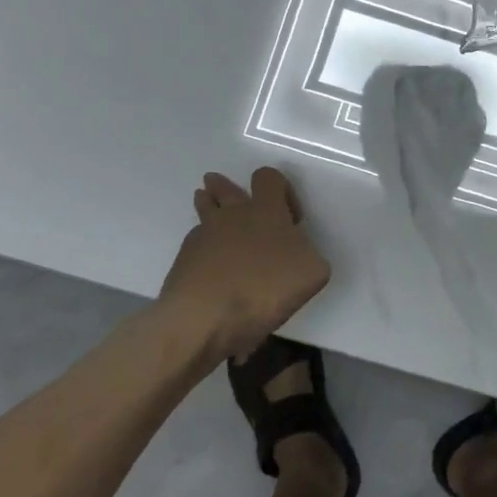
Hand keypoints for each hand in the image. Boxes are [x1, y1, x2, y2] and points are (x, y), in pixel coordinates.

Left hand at [157, 167, 331, 359]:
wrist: (204, 319)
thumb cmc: (265, 289)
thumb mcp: (313, 272)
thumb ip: (308, 253)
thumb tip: (298, 252)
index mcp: (266, 211)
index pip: (269, 177)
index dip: (281, 189)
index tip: (290, 218)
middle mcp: (232, 215)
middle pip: (225, 187)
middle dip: (228, 188)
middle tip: (232, 195)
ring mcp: (203, 235)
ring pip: (204, 208)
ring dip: (209, 205)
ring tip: (212, 212)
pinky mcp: (183, 260)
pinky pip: (195, 242)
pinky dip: (203, 247)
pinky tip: (210, 264)